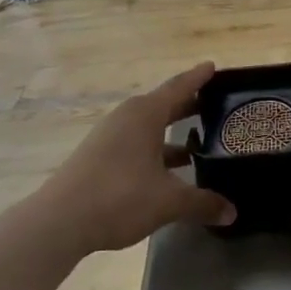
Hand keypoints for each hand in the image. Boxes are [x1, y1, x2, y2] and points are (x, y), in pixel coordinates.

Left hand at [39, 64, 235, 251]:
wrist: (58, 223)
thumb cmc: (119, 197)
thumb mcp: (169, 201)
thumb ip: (202, 203)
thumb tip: (232, 212)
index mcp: (145, 115)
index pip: (179, 87)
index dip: (199, 78)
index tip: (214, 66)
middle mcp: (127, 118)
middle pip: (164, 104)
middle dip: (189, 105)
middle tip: (216, 105)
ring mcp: (109, 137)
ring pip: (149, 127)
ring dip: (172, 132)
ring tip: (199, 142)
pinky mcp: (98, 157)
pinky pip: (136, 143)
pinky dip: (156, 149)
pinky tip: (169, 170)